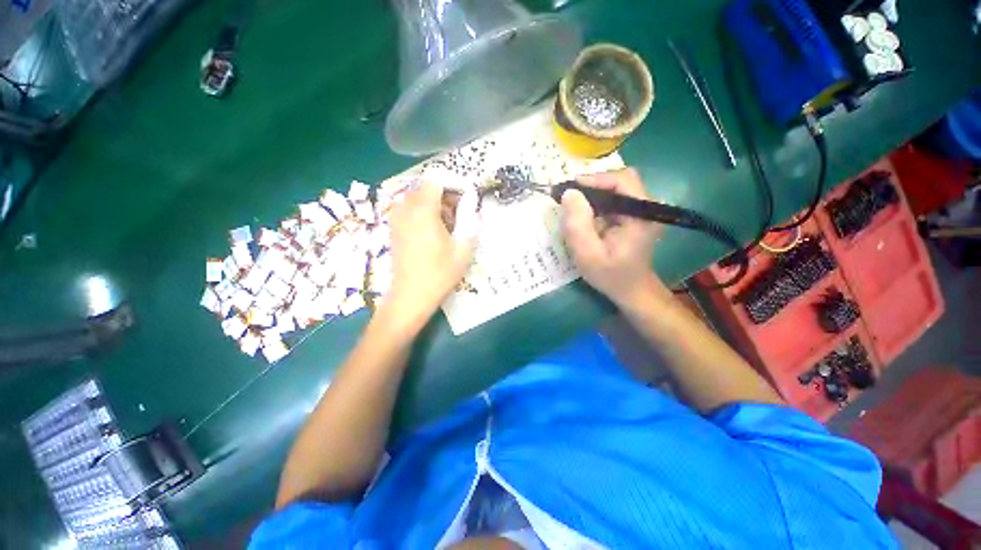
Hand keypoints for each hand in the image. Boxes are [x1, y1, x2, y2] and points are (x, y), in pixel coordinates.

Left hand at [383, 182, 479, 331]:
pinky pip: (411, 209)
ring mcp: (396, 218)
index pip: (437, 179)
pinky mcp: (394, 228)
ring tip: (451, 224)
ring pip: (419, 197)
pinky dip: (425, 212)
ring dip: (437, 204)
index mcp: (422, 210)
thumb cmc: (439, 273)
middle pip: (427, 187)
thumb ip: (469, 218)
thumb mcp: (463, 247)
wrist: (410, 296)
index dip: (455, 183)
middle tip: (463, 213)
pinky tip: (436, 231)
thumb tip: (472, 199)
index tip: (469, 197)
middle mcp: (405, 208)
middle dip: (447, 194)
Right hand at [561, 168, 667, 307]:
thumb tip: (569, 193)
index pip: (622, 180)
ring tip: (573, 206)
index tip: (570, 188)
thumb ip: (578, 224)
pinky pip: (614, 200)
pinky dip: (596, 203)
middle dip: (592, 186)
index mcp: (641, 214)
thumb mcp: (588, 254)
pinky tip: (584, 215)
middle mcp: (646, 206)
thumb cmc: (611, 275)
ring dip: (593, 194)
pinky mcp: (633, 215)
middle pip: (619, 181)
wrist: (631, 290)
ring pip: (615, 189)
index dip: (595, 179)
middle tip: (569, 197)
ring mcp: (641, 210)